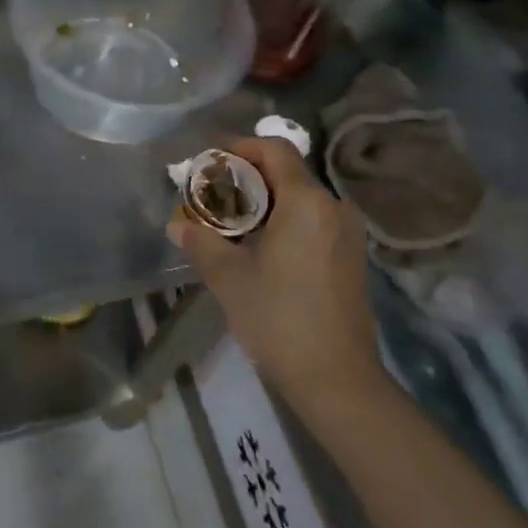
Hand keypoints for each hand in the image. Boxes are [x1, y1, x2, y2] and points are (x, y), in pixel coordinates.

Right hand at [168, 138, 385, 412]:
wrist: (338, 380)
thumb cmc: (279, 319)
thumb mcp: (229, 278)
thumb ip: (201, 242)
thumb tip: (176, 225)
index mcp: (306, 202)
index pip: (274, 150)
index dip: (240, 147)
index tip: (211, 163)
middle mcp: (333, 207)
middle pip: (288, 172)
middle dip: (248, 176)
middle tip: (213, 195)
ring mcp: (348, 233)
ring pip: (301, 198)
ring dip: (266, 201)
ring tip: (232, 223)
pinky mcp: (352, 257)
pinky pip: (314, 220)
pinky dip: (286, 220)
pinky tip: (261, 247)